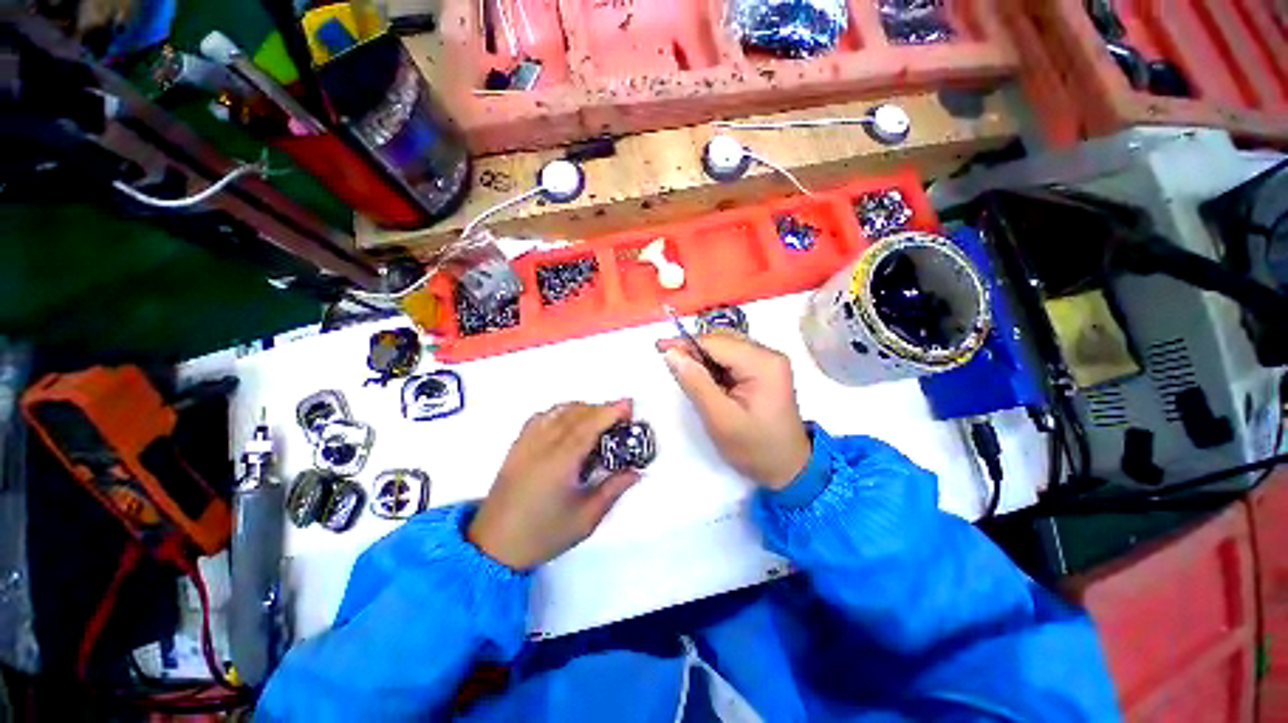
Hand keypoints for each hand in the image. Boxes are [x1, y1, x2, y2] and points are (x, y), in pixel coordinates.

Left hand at [468, 400, 640, 570]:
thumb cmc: (543, 535)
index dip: (609, 412)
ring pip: (557, 412)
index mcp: (560, 463)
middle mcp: (542, 446)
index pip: (588, 426)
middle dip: (601, 408)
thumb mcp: (585, 519)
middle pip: (575, 414)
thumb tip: (636, 472)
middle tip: (621, 415)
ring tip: (599, 418)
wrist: (493, 546)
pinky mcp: (516, 447)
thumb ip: (612, 490)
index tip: (628, 405)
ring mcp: (526, 443)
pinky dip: (560, 412)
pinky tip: (568, 422)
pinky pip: (540, 418)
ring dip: (582, 408)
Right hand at [657, 333, 810, 488]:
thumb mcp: (720, 419)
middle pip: (721, 340)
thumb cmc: (755, 448)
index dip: (685, 344)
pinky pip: (732, 358)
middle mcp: (768, 354)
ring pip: (725, 347)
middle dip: (694, 351)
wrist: (789, 468)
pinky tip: (707, 382)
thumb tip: (671, 353)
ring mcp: (768, 361)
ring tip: (688, 378)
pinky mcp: (764, 369)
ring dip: (703, 359)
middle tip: (672, 368)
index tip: (659, 349)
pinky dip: (714, 367)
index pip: (716, 342)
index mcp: (763, 363)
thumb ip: (695, 383)